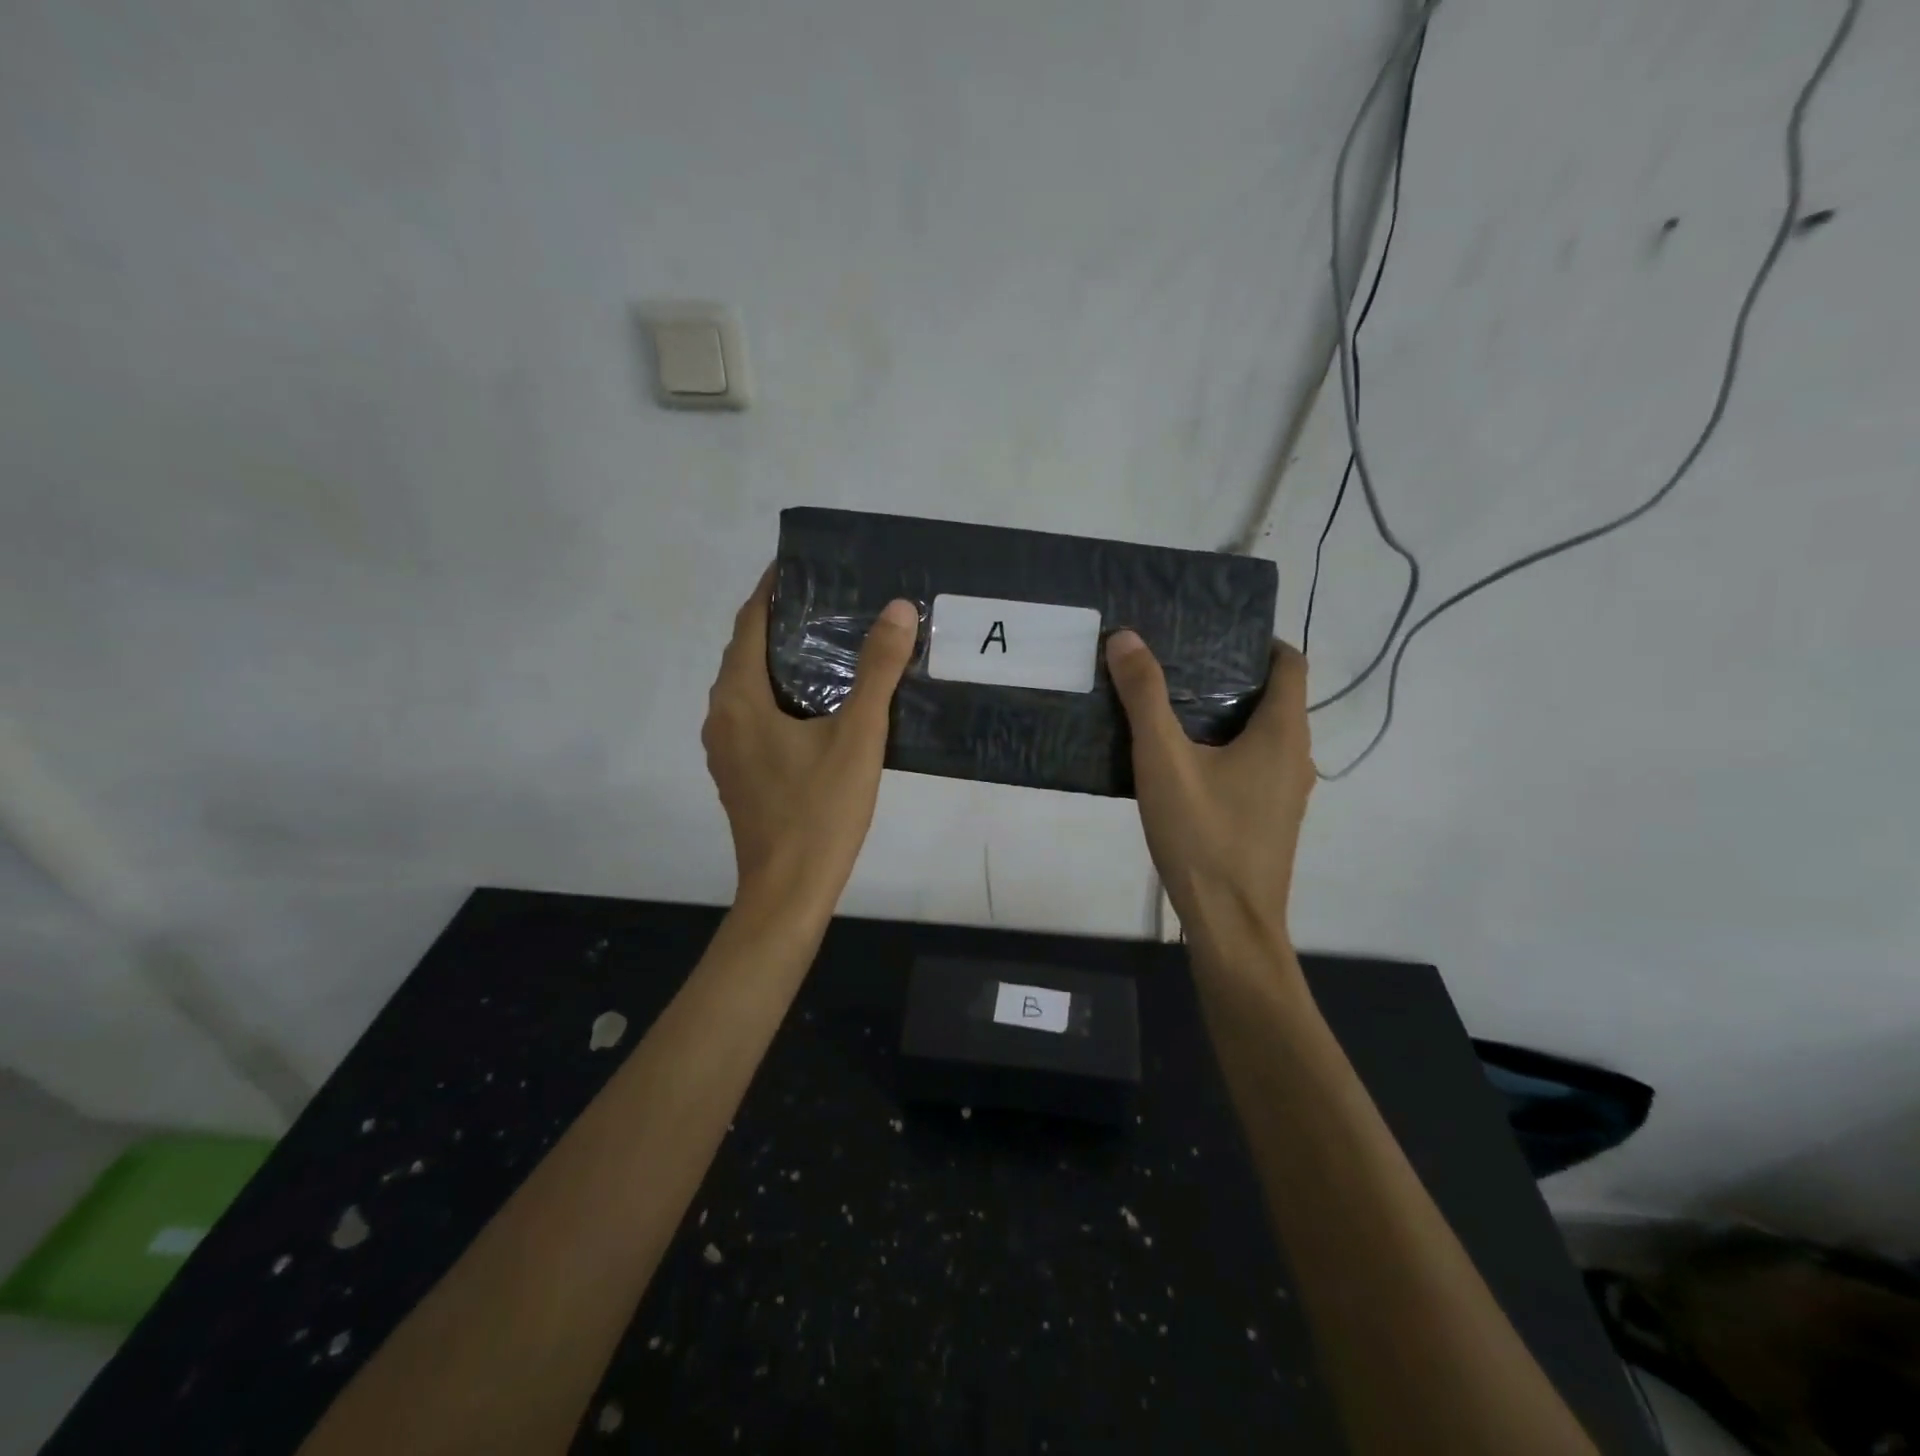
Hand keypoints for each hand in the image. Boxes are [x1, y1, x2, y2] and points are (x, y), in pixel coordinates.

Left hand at [702, 567, 918, 911]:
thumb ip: (877, 671)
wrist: (788, 891)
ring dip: (780, 661)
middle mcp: (721, 718)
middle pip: (745, 653)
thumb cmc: (820, 811)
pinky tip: (818, 704)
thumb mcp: (858, 736)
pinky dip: (779, 695)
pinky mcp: (739, 774)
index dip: (771, 590)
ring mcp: (726, 750)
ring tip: (827, 645)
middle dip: (780, 623)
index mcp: (738, 700)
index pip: (748, 624)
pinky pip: (755, 716)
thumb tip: (898, 609)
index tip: (801, 566)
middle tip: (828, 603)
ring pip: (749, 687)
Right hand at [1106, 631, 1313, 943]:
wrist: (1230, 922)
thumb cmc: (1203, 835)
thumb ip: (1145, 697)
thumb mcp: (1163, 760)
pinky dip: (1226, 749)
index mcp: (1283, 733)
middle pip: (1274, 697)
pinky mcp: (1270, 817)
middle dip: (1230, 675)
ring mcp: (1287, 791)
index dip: (1258, 640)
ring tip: (1171, 706)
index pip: (1290, 663)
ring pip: (1262, 734)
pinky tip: (1181, 762)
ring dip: (1225, 715)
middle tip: (1177, 664)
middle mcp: (1297, 756)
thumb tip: (1126, 637)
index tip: (1214, 632)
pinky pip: (1254, 764)